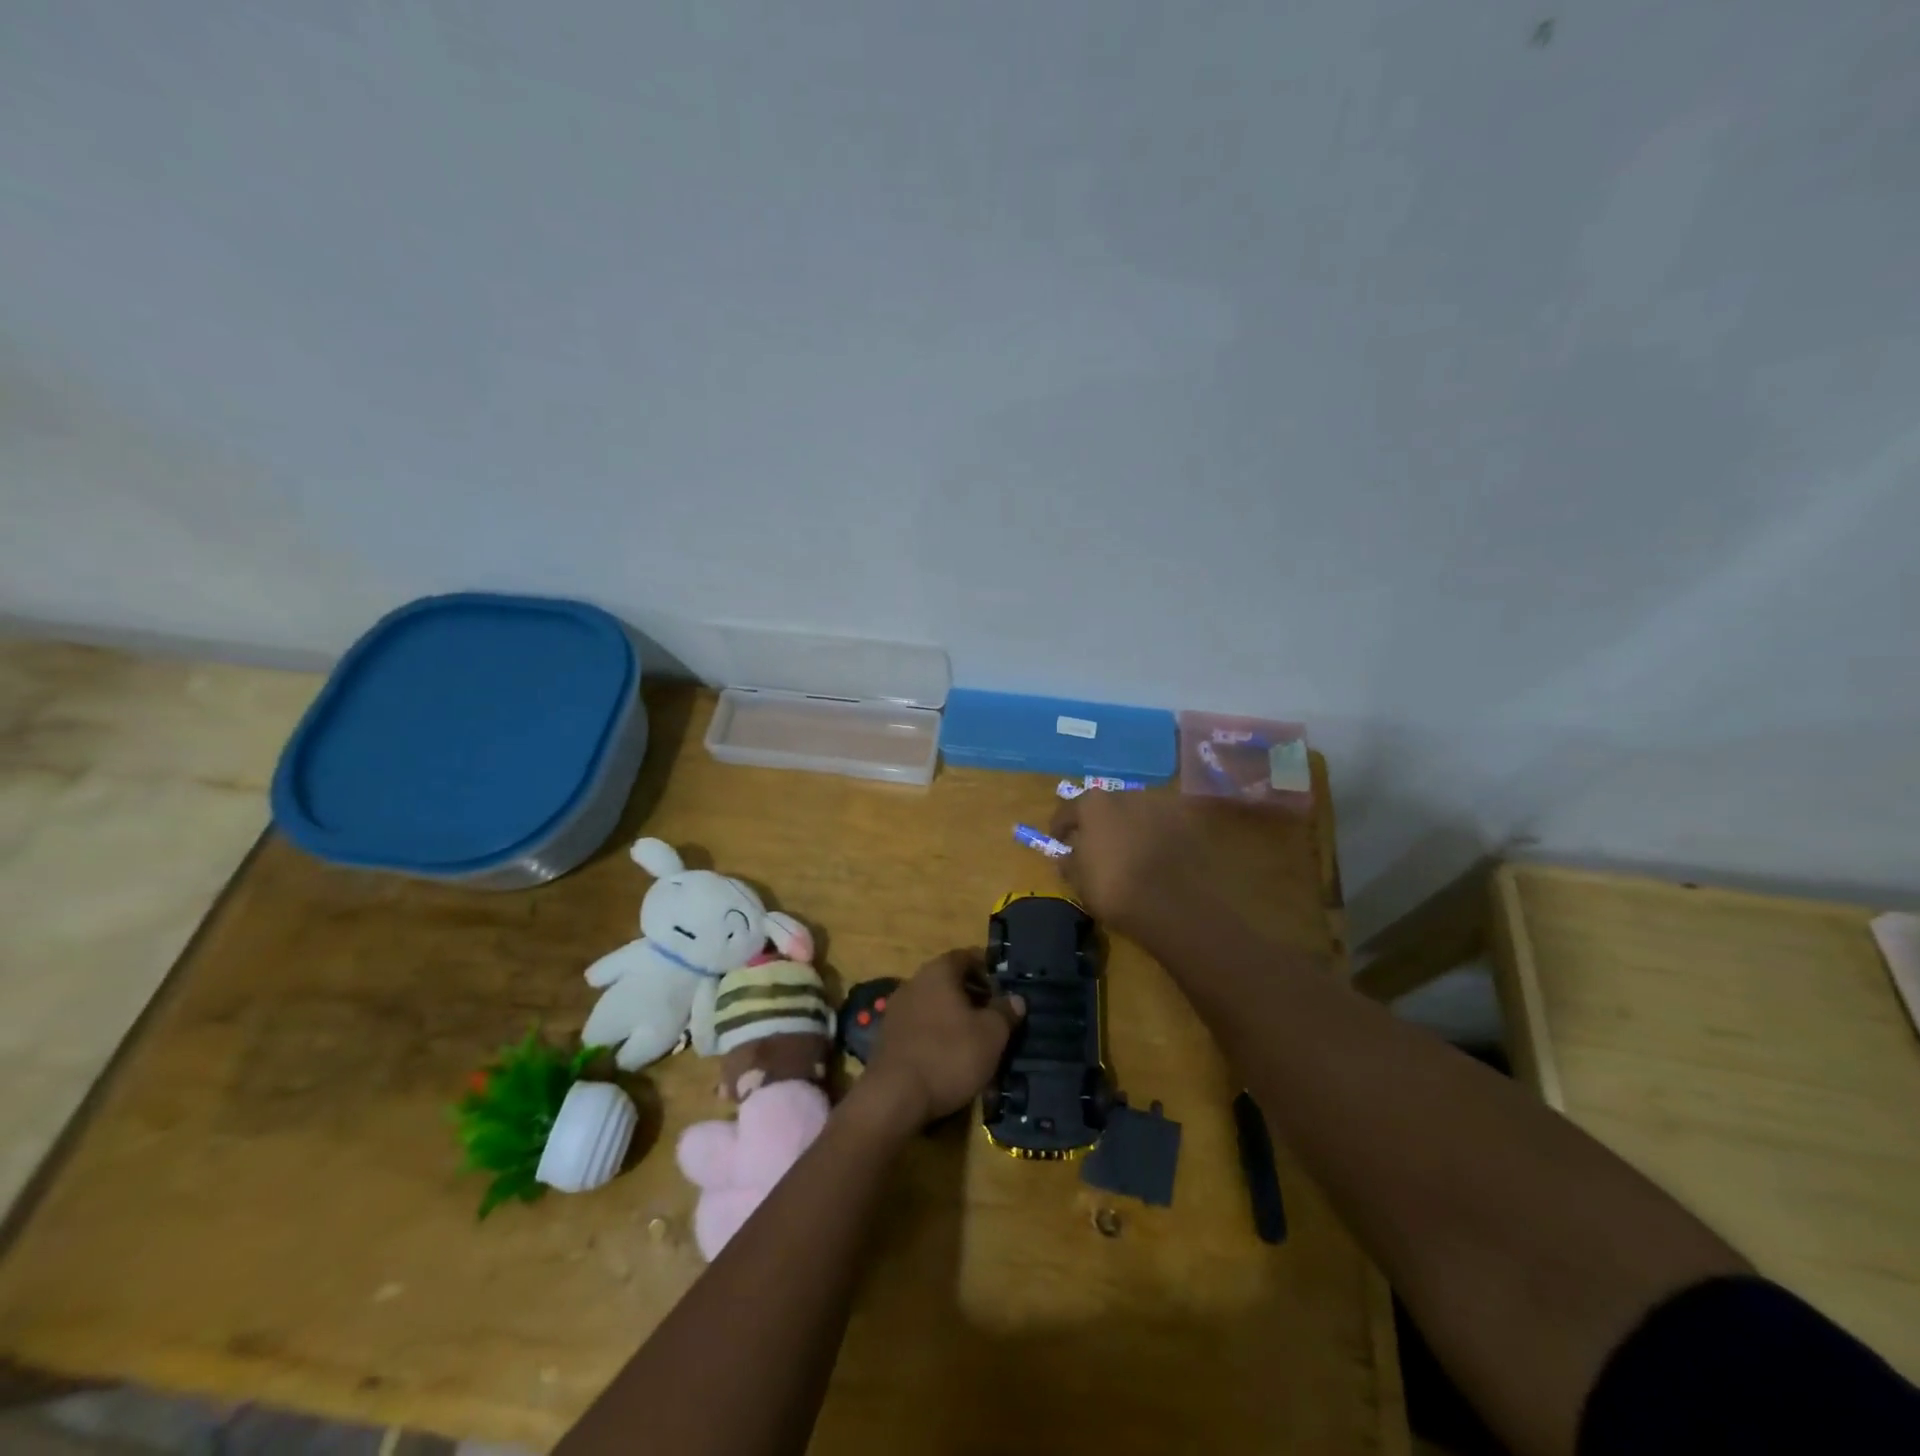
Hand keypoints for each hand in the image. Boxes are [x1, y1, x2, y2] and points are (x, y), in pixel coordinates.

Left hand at [857, 949, 1024, 1131]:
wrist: (894, 1097)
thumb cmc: (949, 1055)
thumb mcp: (991, 1035)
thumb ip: (1005, 1012)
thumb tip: (1016, 998)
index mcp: (938, 972)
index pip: (966, 956)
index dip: (988, 968)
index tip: (1005, 986)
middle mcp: (914, 982)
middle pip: (949, 980)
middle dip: (973, 994)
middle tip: (995, 1015)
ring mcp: (897, 1009)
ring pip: (934, 1004)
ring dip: (955, 1016)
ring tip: (976, 1038)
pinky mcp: (888, 1037)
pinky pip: (920, 1025)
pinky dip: (937, 1033)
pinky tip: (950, 1055)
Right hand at [1048, 790, 1214, 936]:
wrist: (1176, 903)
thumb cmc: (1115, 889)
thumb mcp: (1080, 883)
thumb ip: (1069, 864)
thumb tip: (1065, 856)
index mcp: (1093, 805)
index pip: (1067, 811)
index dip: (1060, 827)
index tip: (1058, 840)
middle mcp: (1125, 795)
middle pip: (1105, 806)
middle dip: (1100, 823)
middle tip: (1096, 844)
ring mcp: (1160, 804)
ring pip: (1136, 813)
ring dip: (1130, 826)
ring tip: (1129, 850)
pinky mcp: (1188, 820)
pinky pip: (1163, 825)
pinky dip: (1157, 835)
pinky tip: (1156, 853)